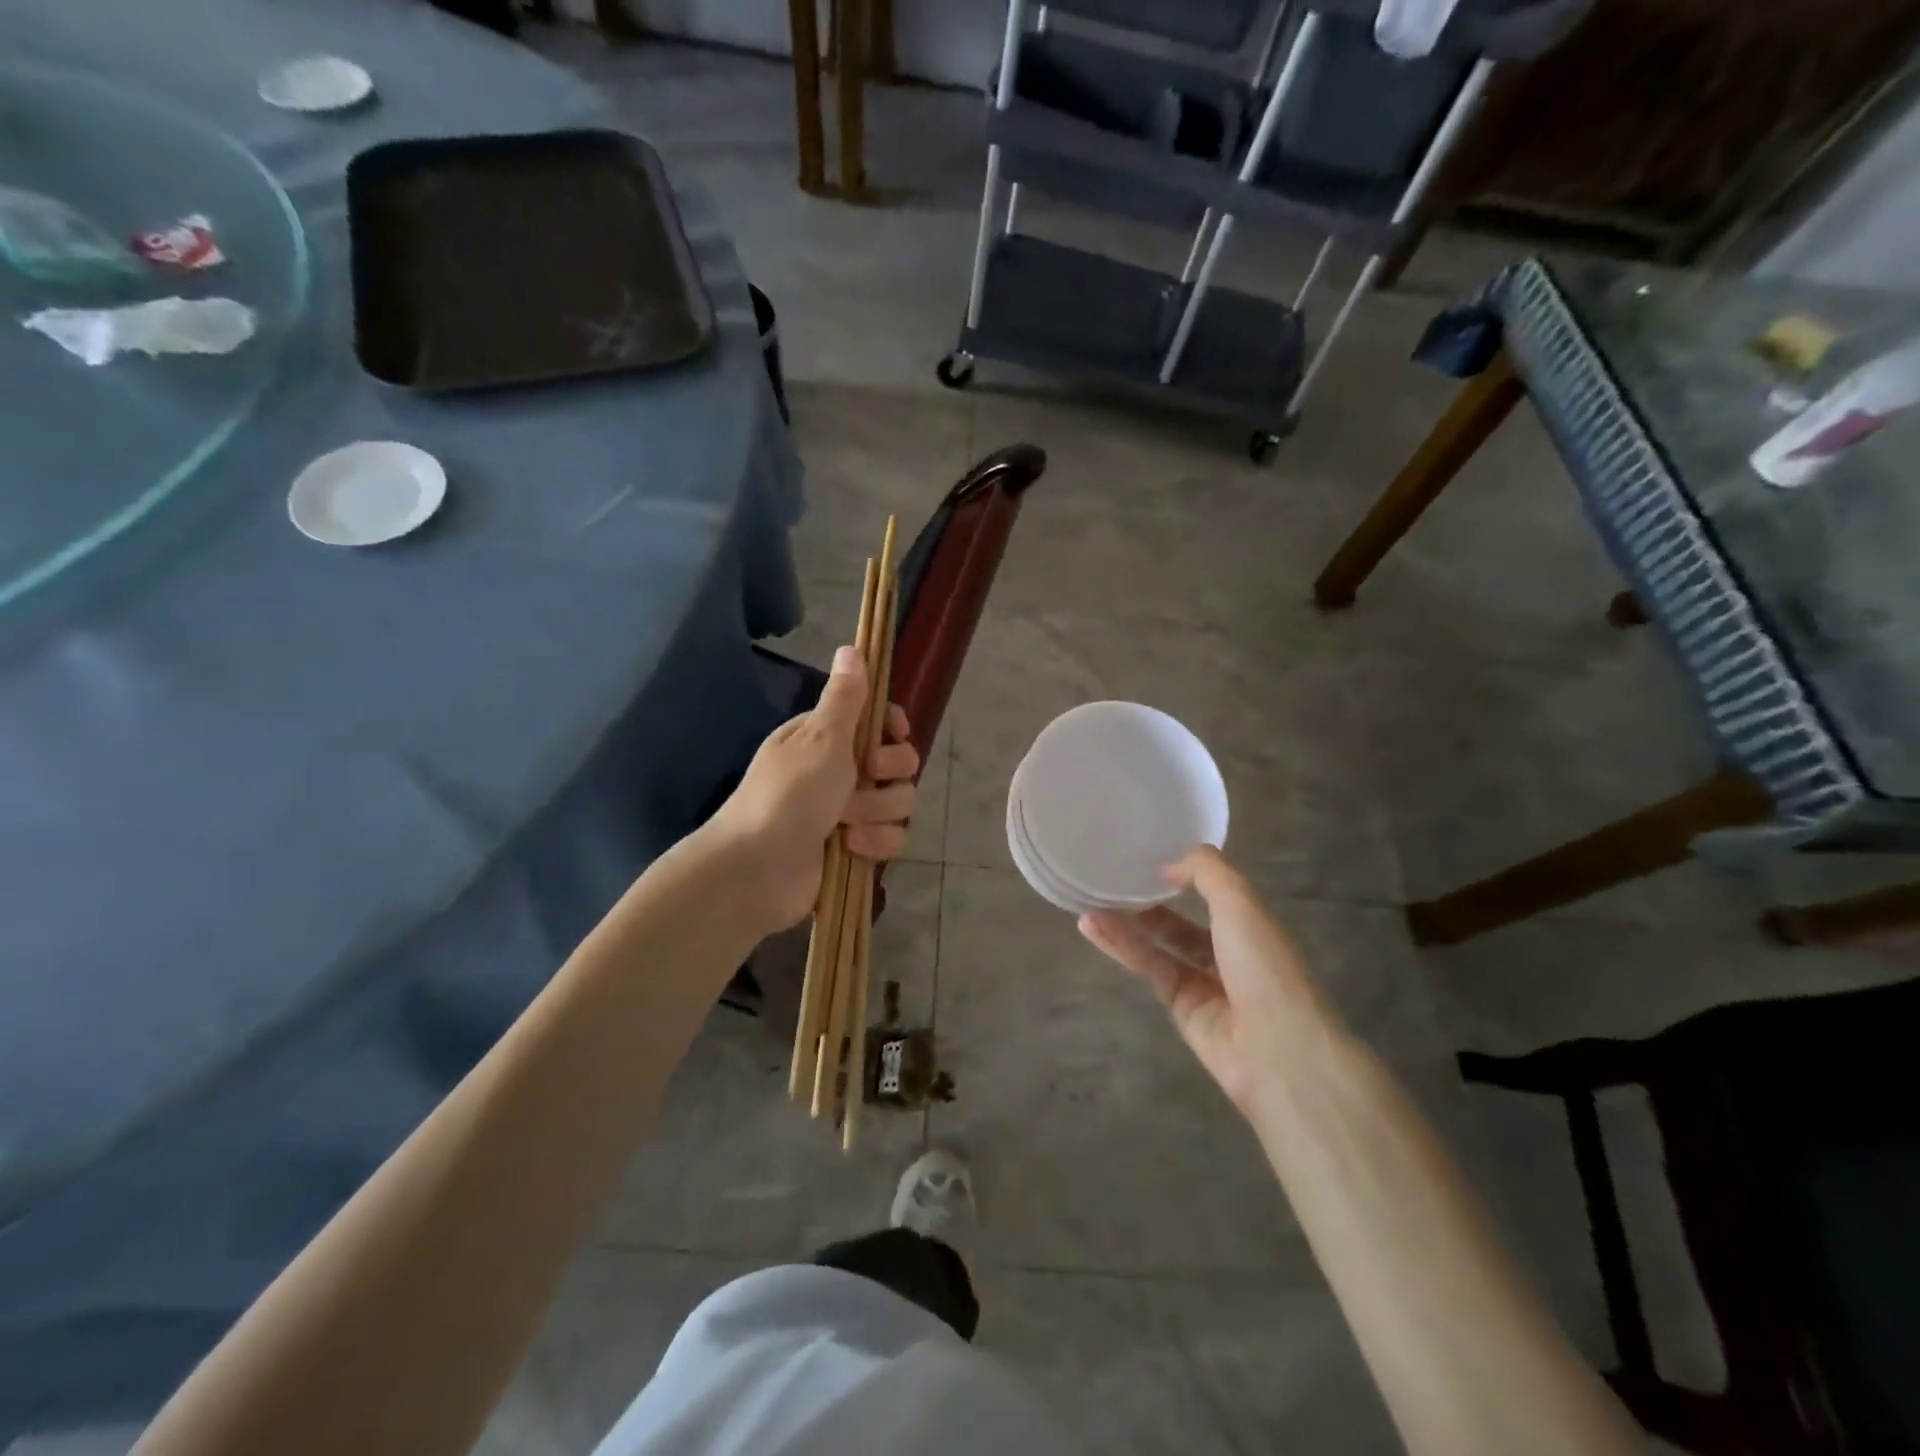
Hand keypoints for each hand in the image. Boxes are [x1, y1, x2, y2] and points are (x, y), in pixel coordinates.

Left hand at [709, 645, 918, 934]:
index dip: (893, 728)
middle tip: (862, 777)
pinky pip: (891, 838)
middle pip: (898, 763)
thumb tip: (851, 647)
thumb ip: (846, 697)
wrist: (758, 870)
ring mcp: (849, 812)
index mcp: (827, 738)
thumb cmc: (788, 794)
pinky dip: (876, 844)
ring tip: (845, 825)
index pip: (878, 721)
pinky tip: (852, 848)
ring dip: (877, 813)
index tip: (895, 733)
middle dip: (887, 773)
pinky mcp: (856, 848)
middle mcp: (840, 771)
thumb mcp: (821, 738)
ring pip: (899, 802)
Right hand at [1079, 847, 1329, 1115]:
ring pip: (1158, 944)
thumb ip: (1205, 872)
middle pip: (1181, 922)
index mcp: (1252, 924)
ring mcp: (1203, 981)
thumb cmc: (1264, 964)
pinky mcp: (1179, 1005)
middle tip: (1110, 882)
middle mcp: (1228, 951)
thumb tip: (1168, 867)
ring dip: (1125, 923)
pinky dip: (1120, 946)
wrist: (1275, 1048)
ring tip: (1087, 902)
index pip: (1214, 894)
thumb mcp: (1240, 901)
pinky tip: (1092, 926)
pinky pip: (1148, 967)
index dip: (1184, 876)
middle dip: (1148, 902)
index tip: (1148, 860)